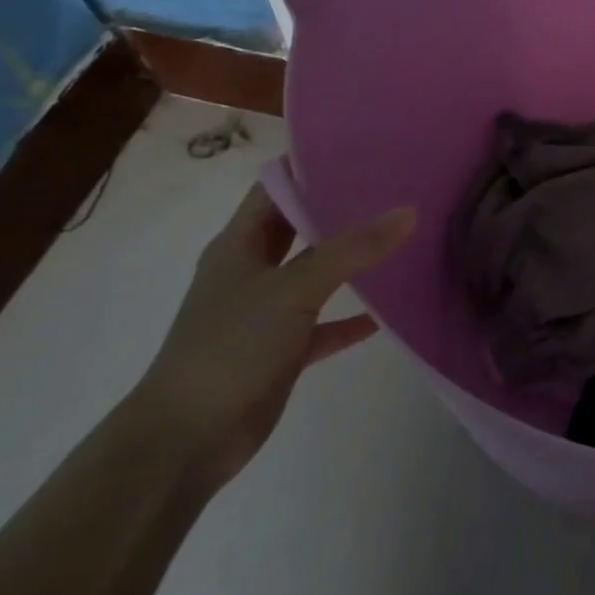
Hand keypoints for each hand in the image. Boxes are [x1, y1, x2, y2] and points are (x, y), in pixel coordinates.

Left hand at [131, 184, 415, 487]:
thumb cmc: (230, 348)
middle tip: (393, 190)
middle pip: (298, 229)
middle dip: (339, 211)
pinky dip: (351, 319)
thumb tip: (408, 213)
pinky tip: (386, 314)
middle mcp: (250, 273)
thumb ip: (353, 250)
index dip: (312, 168)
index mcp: (238, 246)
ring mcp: (265, 314)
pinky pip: (323, 326)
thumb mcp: (294, 289)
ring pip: (315, 277)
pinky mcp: (280, 352)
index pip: (275, 190)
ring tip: (399, 240)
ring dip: (350, 264)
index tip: (363, 153)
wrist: (186, 440)